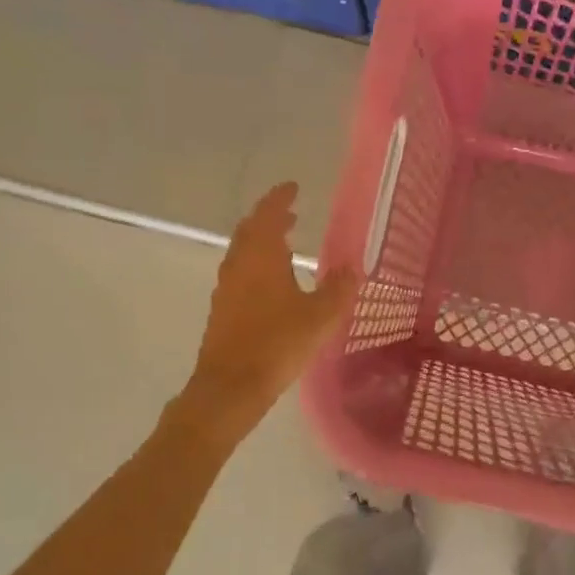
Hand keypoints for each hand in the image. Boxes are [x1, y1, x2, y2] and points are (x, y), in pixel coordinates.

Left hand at [182, 183, 357, 434]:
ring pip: (243, 252)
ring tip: (284, 245)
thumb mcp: (320, 317)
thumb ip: (338, 289)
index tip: (293, 187)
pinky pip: (240, 274)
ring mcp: (226, 288)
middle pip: (250, 230)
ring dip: (262, 242)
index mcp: (261, 256)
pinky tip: (272, 285)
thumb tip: (352, 267)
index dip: (280, 198)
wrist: (230, 386)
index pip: (268, 214)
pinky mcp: (222, 310)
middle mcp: (239, 265)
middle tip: (291, 214)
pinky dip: (256, 266)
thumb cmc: (277, 344)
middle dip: (270, 218)